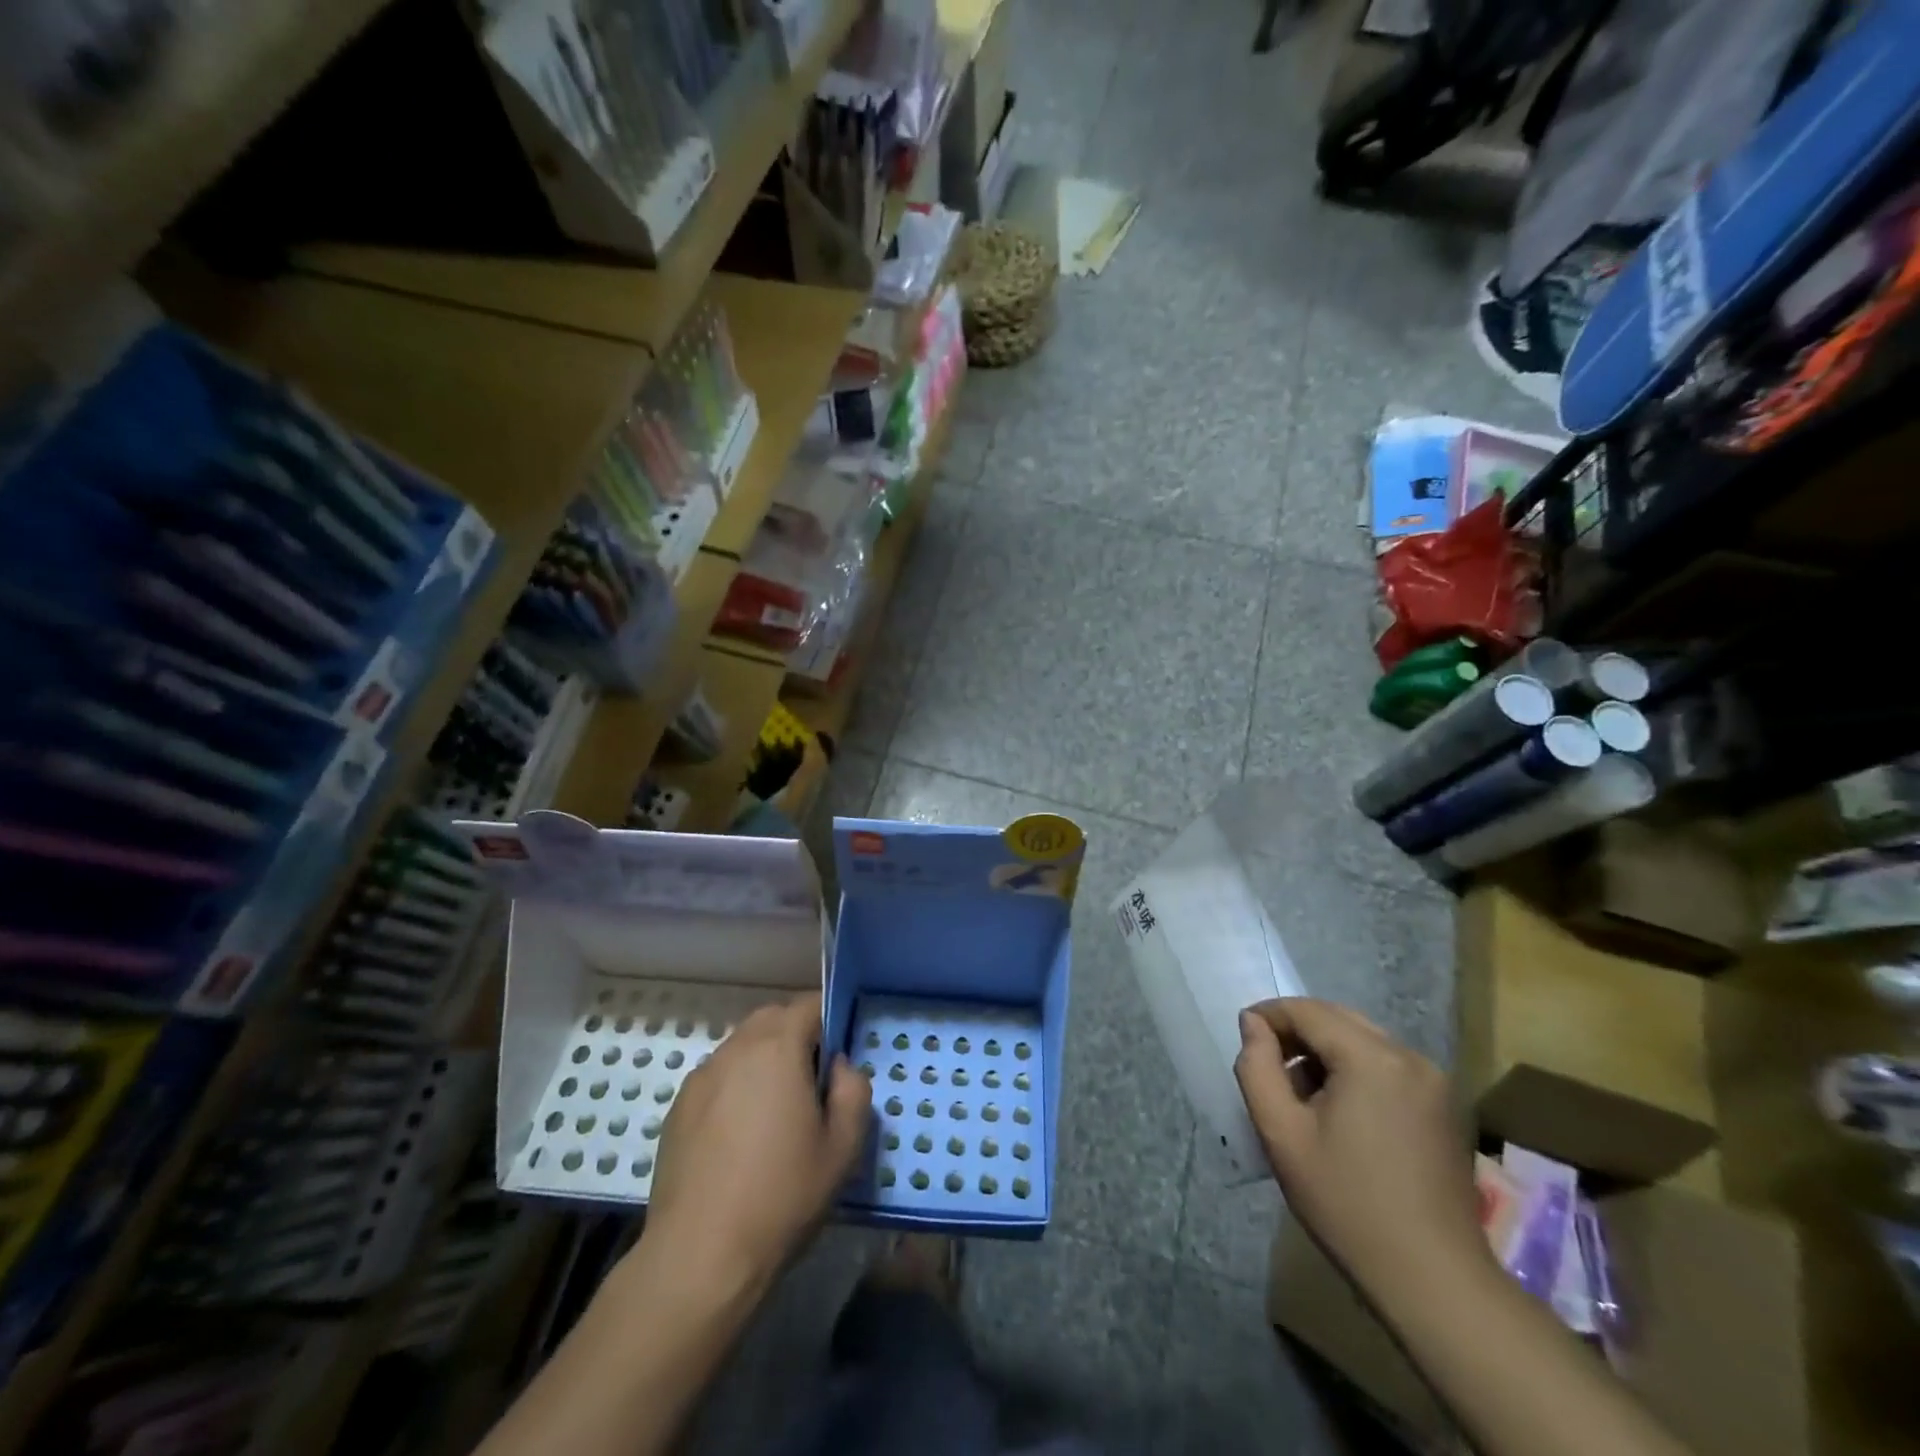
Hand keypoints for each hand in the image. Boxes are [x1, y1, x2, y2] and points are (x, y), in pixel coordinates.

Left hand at [646, 993, 871, 1289]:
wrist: (701, 1256)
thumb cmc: (783, 1195)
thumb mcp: (844, 1147)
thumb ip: (854, 1090)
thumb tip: (839, 1066)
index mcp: (777, 1048)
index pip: (807, 1004)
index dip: (829, 1017)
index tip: (840, 1050)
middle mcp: (735, 1050)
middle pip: (771, 1018)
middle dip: (796, 1033)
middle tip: (813, 1079)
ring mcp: (701, 1078)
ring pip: (741, 1046)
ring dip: (764, 1059)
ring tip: (776, 1109)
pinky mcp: (678, 1108)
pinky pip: (717, 1077)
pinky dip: (736, 1086)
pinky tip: (741, 1134)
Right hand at [1235, 998, 1489, 1301]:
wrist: (1433, 1281)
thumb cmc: (1347, 1204)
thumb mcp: (1281, 1133)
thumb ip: (1257, 1067)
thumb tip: (1253, 1023)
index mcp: (1372, 1058)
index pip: (1307, 1011)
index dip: (1269, 1016)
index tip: (1245, 1038)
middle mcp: (1409, 1056)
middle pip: (1338, 1018)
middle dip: (1297, 1032)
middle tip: (1268, 1066)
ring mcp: (1434, 1081)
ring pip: (1363, 1040)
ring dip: (1326, 1052)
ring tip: (1301, 1095)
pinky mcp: (1444, 1106)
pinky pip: (1387, 1065)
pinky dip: (1355, 1070)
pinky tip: (1340, 1112)